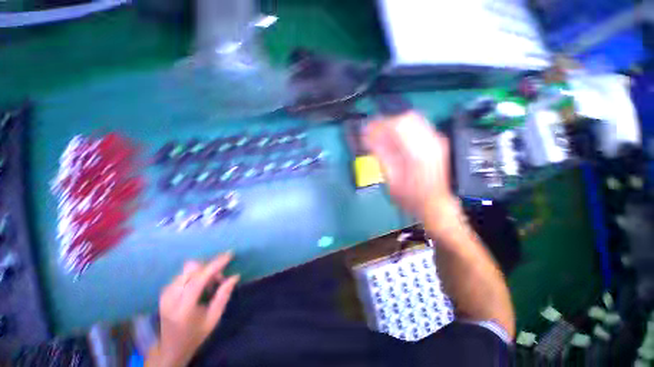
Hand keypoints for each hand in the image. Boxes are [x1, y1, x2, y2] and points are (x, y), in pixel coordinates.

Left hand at [146, 253, 239, 366]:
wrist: (171, 347)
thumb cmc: (195, 335)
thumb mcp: (213, 319)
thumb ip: (223, 296)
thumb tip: (235, 276)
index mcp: (183, 308)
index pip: (198, 279)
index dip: (215, 265)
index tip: (229, 255)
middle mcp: (171, 298)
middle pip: (191, 269)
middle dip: (210, 267)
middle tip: (221, 278)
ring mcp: (165, 293)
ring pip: (188, 268)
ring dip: (203, 270)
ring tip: (211, 283)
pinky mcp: (164, 290)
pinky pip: (184, 273)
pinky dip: (196, 273)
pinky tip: (201, 285)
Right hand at [364, 112, 456, 222]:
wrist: (434, 204)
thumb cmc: (410, 197)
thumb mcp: (391, 178)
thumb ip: (381, 155)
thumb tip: (368, 138)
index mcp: (418, 153)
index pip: (397, 126)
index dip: (379, 125)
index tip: (367, 129)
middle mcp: (431, 143)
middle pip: (407, 118)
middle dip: (387, 122)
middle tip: (373, 131)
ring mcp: (437, 141)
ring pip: (414, 119)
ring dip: (395, 123)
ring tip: (382, 133)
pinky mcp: (437, 143)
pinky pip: (419, 126)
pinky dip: (404, 128)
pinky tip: (395, 137)